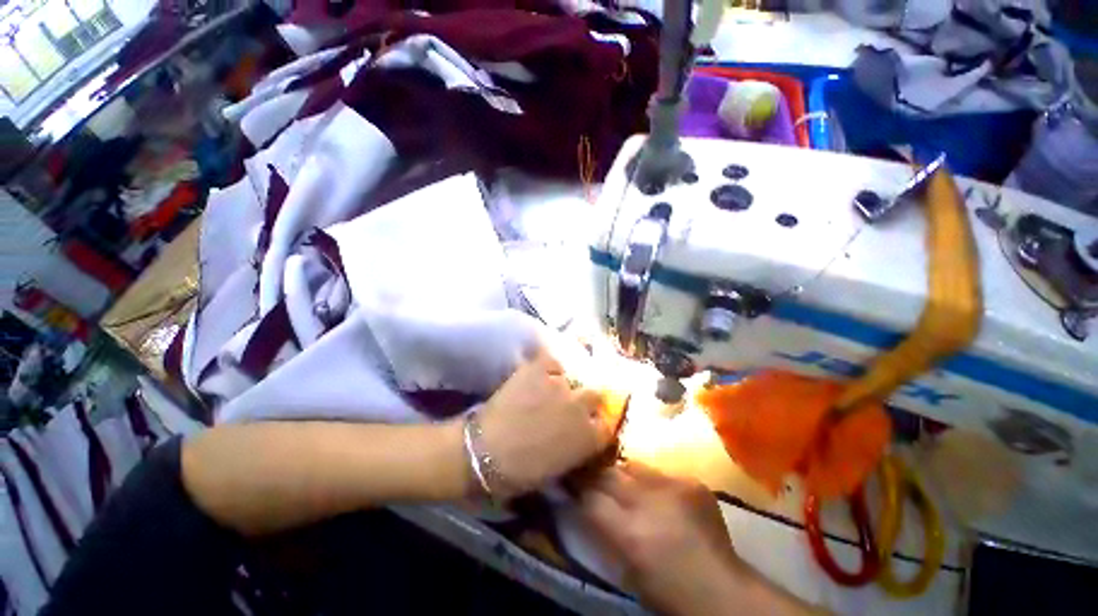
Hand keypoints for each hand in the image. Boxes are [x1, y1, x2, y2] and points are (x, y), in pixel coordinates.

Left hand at [478, 347, 623, 498]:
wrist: (485, 452)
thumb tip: (582, 435)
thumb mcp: (560, 467)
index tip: (587, 423)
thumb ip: (578, 447)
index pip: (606, 424)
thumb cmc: (521, 472)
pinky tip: (539, 376)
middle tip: (569, 404)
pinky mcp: (539, 369)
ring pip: (573, 377)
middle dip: (586, 400)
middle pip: (596, 394)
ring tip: (548, 389)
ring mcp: (561, 385)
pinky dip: (548, 368)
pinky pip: (553, 361)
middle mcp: (581, 407)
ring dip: (564, 384)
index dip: (596, 422)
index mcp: (589, 437)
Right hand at [579, 462, 740, 614]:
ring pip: (631, 465)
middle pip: (607, 474)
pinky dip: (648, 480)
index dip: (574, 486)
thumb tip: (580, 501)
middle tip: (583, 470)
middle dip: (592, 472)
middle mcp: (650, 502)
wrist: (722, 591)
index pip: (589, 497)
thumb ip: (602, 530)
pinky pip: (657, 471)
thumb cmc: (667, 592)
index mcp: (631, 534)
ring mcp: (673, 486)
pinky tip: (652, 492)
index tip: (565, 478)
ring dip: (620, 473)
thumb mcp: (626, 568)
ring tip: (616, 479)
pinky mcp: (691, 481)